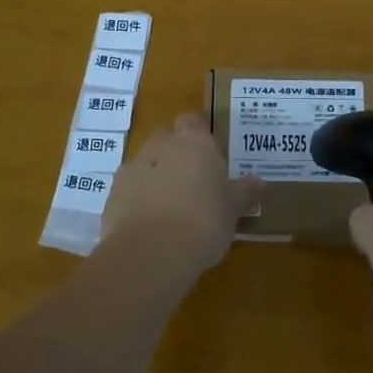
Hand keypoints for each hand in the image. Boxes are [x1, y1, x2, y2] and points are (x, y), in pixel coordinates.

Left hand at [102, 113, 262, 277]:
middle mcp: (162, 145)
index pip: (194, 120)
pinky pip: (130, 186)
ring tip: (171, 202)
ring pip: (147, 161)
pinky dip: (139, 196)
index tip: (209, 150)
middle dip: (176, 150)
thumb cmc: (204, 221)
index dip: (199, 132)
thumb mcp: (233, 209)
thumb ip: (244, 192)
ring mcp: (134, 166)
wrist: (151, 251)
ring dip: (156, 173)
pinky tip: (150, 220)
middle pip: (167, 136)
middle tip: (192, 176)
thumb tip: (259, 182)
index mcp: (195, 142)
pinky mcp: (114, 192)